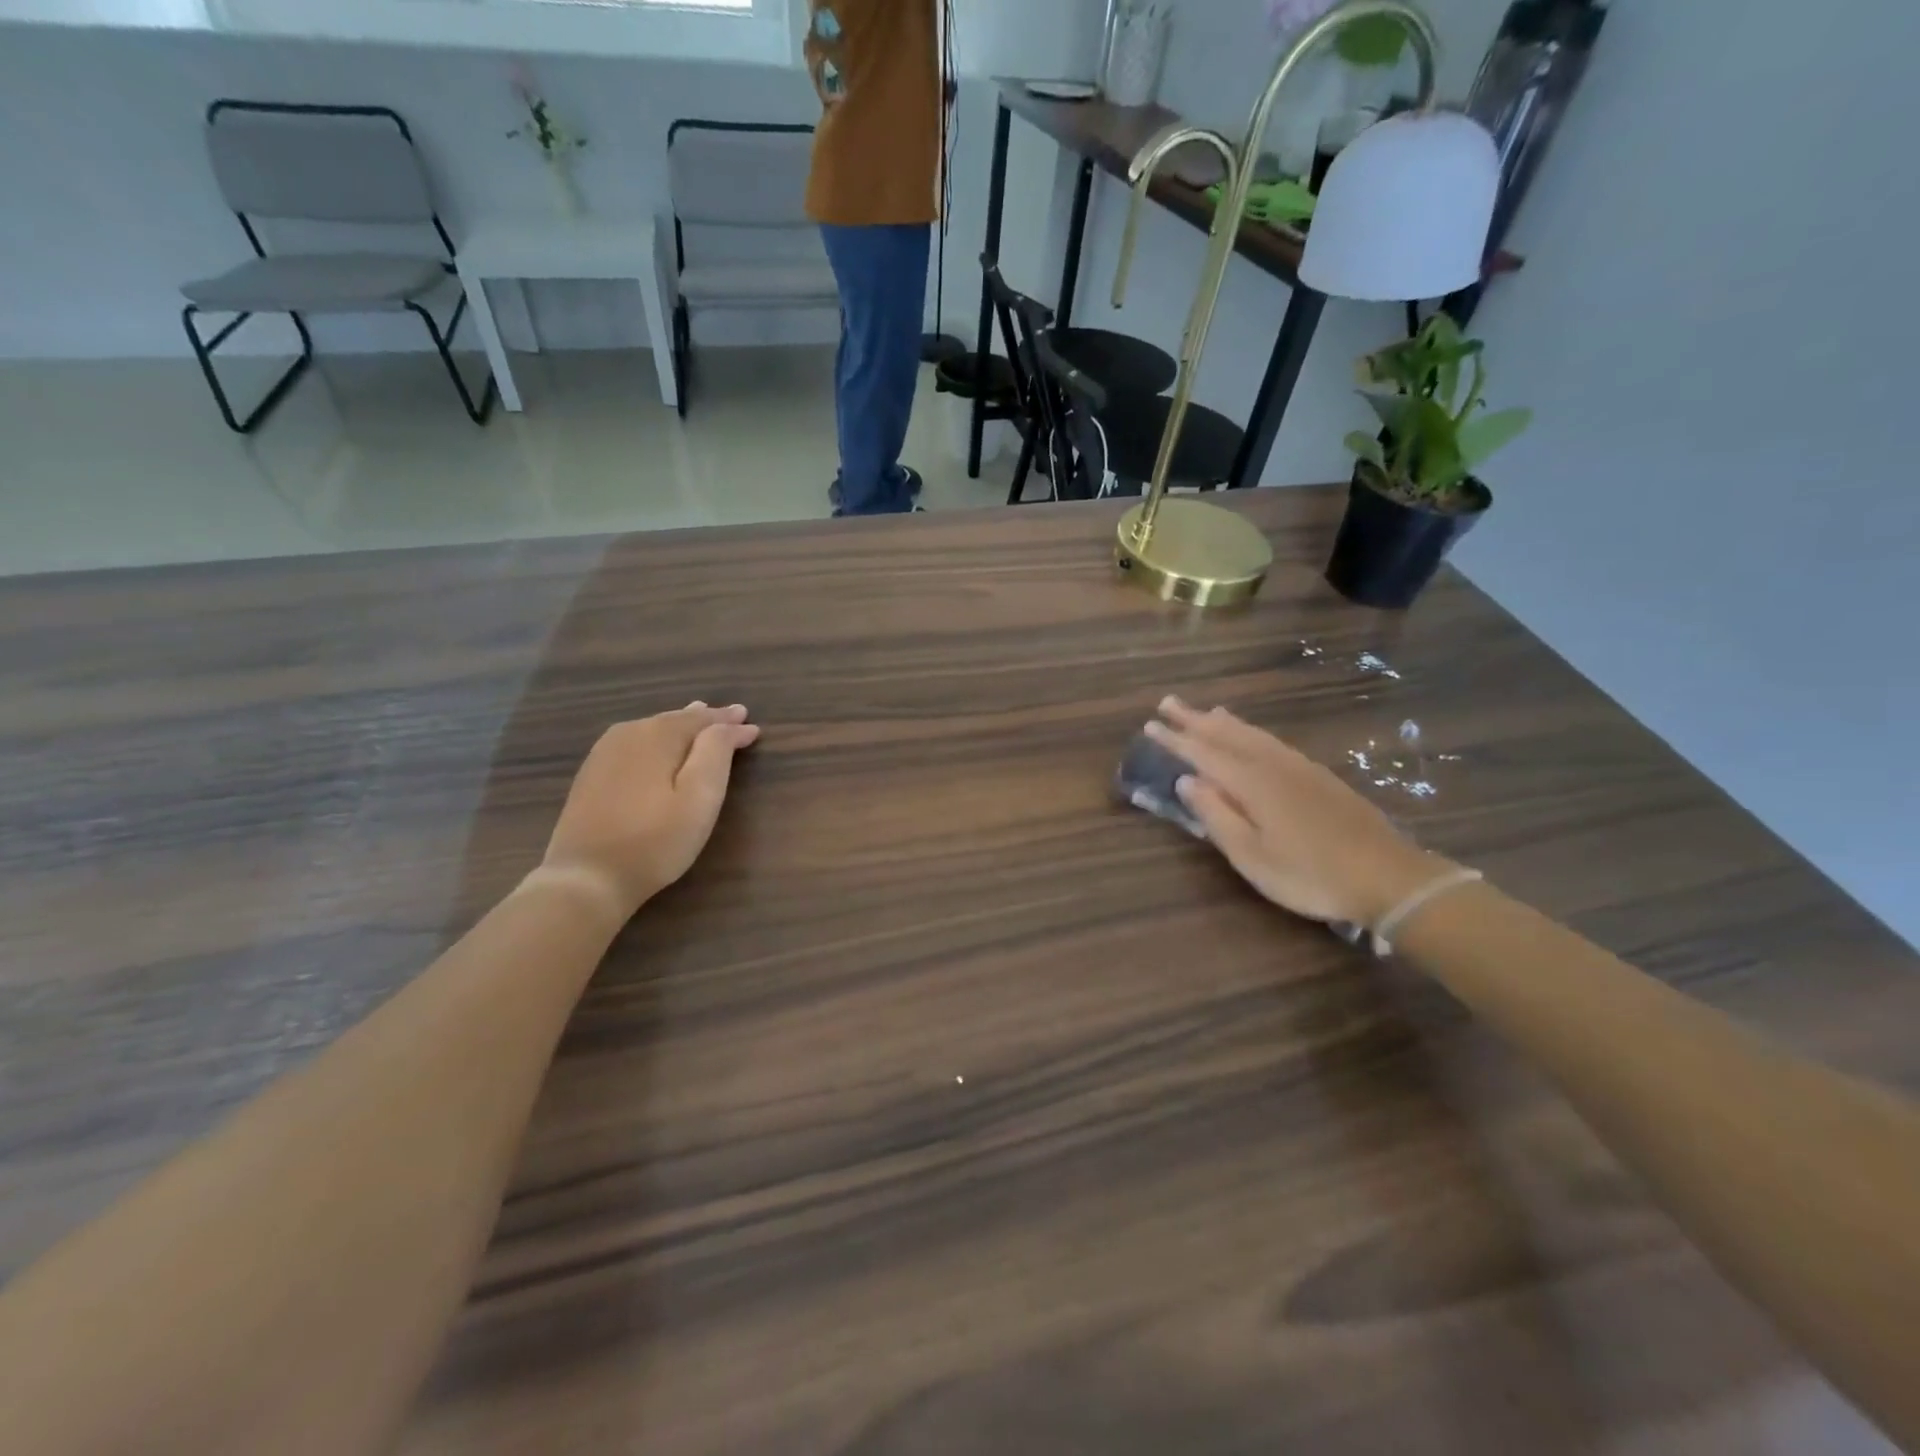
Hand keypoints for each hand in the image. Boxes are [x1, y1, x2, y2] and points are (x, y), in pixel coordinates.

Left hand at [541, 703, 760, 918]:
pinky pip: (634, 743)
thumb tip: (728, 724)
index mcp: (657, 735)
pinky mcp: (591, 774)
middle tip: (731, 717)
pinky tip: (660, 745)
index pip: (703, 720)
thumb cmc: (655, 841)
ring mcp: (604, 753)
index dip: (729, 723)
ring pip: (652, 729)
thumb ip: (716, 753)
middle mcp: (628, 734)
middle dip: (705, 720)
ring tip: (698, 720)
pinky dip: (656, 740)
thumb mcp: (700, 799)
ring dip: (680, 726)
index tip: (753, 727)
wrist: (586, 878)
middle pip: (675, 720)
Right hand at [1147, 697, 1443, 927]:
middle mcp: (1274, 765)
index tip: (1150, 725)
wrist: (1388, 877)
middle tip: (1168, 703)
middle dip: (1195, 720)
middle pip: (1227, 735)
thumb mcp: (1252, 856)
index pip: (1204, 753)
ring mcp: (1300, 768)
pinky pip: (1273, 742)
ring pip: (1253, 735)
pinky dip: (1252, 733)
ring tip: (1205, 711)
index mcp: (1253, 783)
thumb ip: (1216, 816)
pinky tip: (1252, 738)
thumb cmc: (1310, 874)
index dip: (1175, 740)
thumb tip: (1187, 781)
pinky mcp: (1319, 777)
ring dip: (1224, 722)